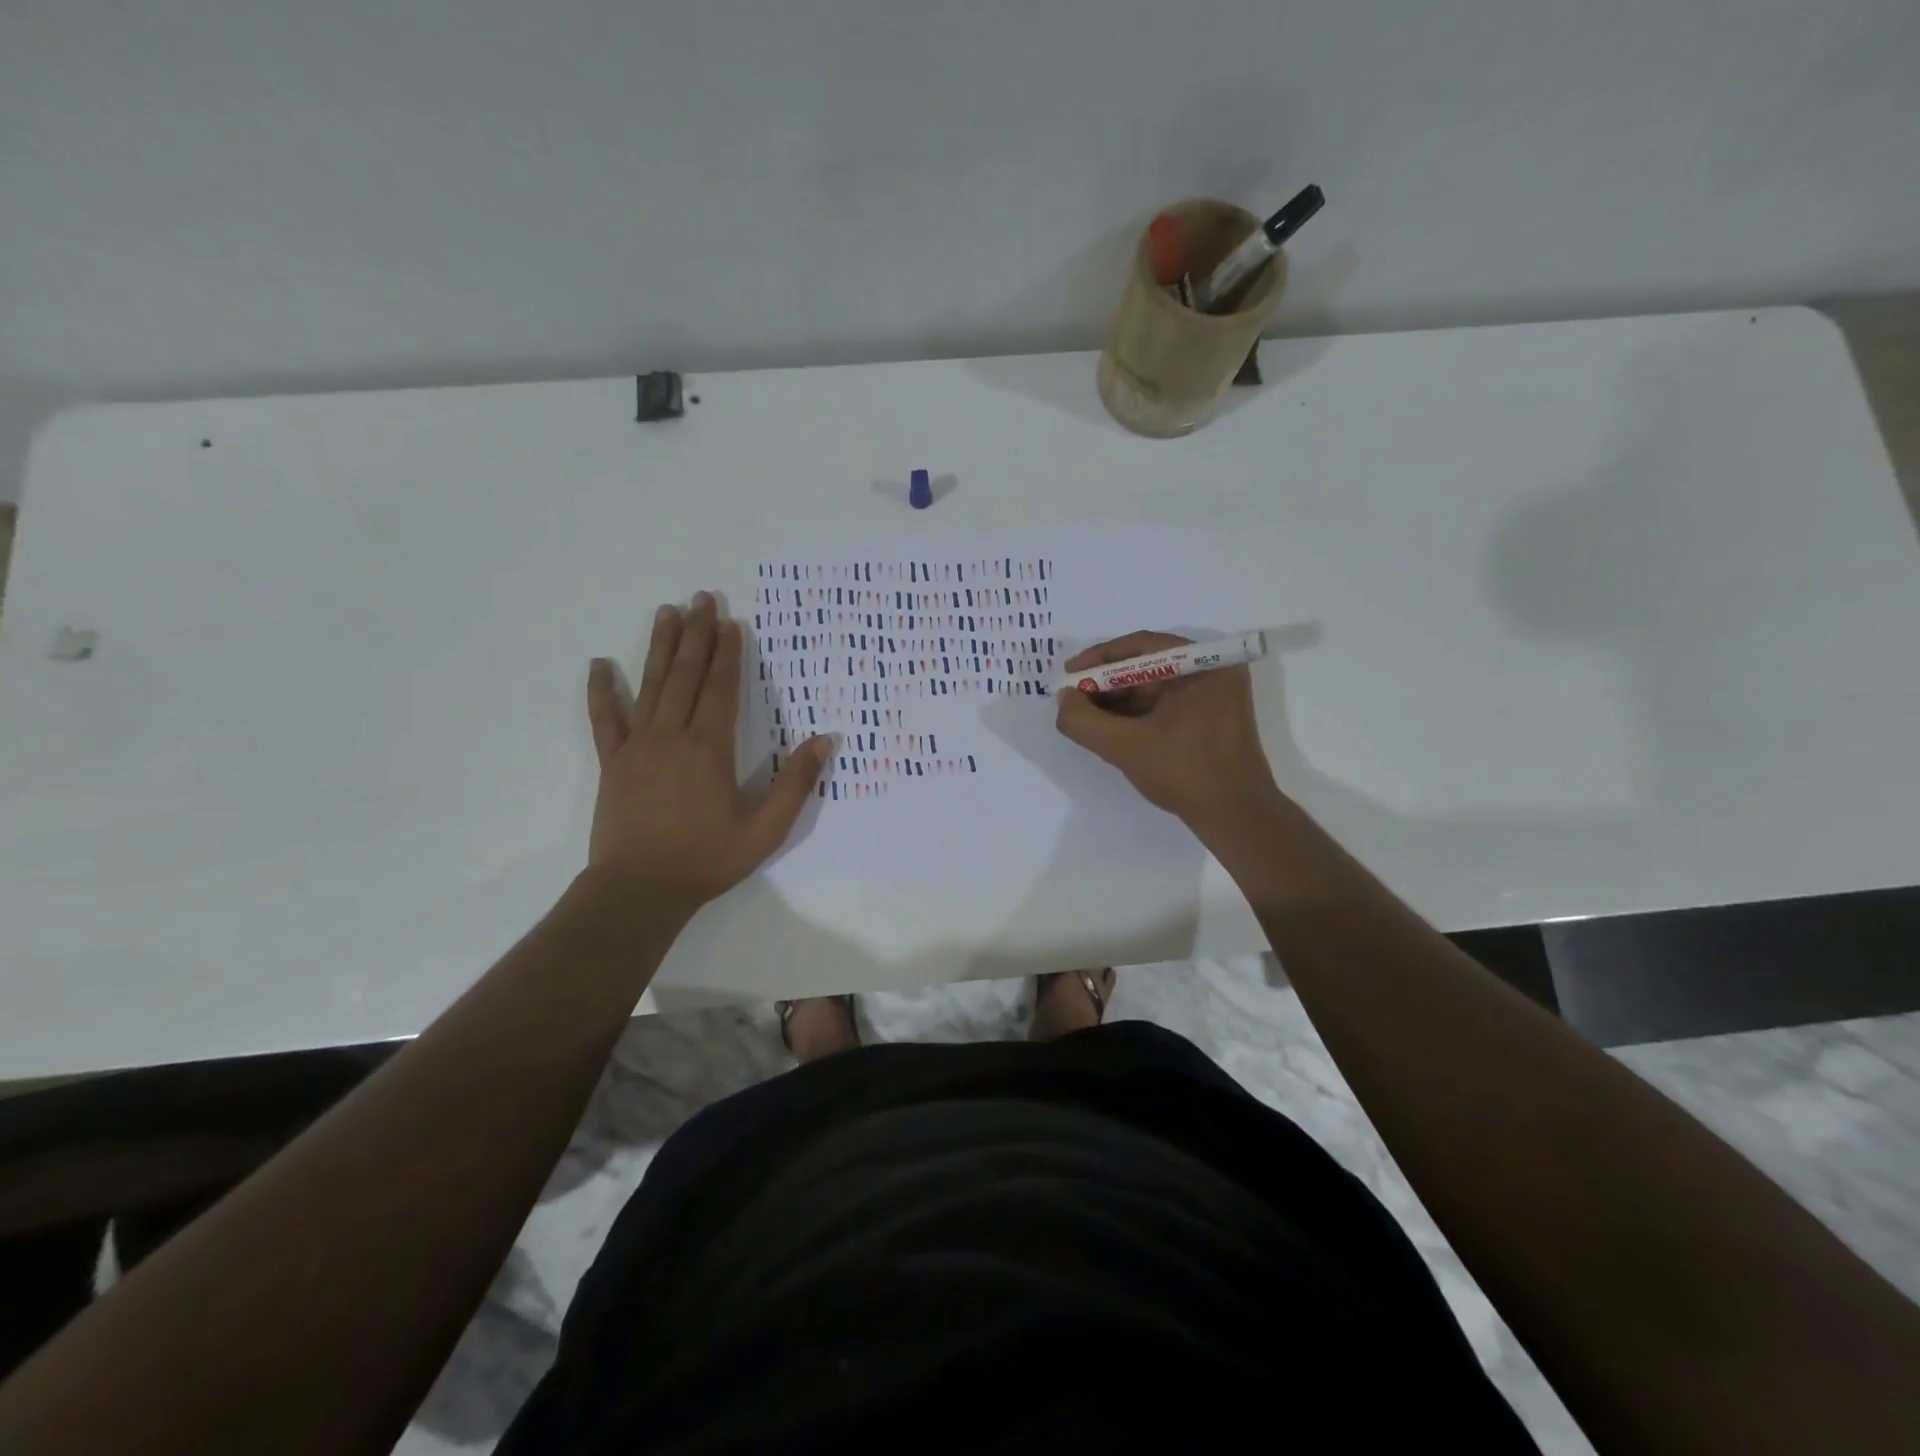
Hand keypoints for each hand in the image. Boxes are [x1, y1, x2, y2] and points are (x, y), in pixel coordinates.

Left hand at [584, 592, 829, 913]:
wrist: (639, 890)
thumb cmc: (707, 859)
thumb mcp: (765, 830)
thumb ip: (796, 784)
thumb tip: (824, 741)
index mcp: (710, 748)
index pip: (722, 688)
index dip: (729, 654)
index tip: (732, 622)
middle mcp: (672, 736)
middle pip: (686, 675)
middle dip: (697, 635)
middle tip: (702, 598)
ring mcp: (637, 747)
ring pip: (649, 686)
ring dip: (660, 647)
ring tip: (667, 613)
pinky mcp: (612, 763)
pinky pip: (604, 720)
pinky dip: (601, 691)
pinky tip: (599, 664)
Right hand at [1054, 631, 1284, 836]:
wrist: (1236, 817)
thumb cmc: (1186, 772)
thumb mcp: (1126, 746)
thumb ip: (1084, 721)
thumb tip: (1063, 700)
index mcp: (1203, 665)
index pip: (1141, 646)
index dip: (1099, 658)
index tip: (1069, 673)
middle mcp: (1212, 672)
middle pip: (1146, 666)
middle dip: (1106, 683)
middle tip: (1072, 699)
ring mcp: (1213, 697)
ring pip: (1153, 688)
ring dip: (1117, 701)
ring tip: (1085, 717)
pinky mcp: (1209, 719)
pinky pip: (1164, 706)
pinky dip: (1135, 715)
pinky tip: (1109, 729)